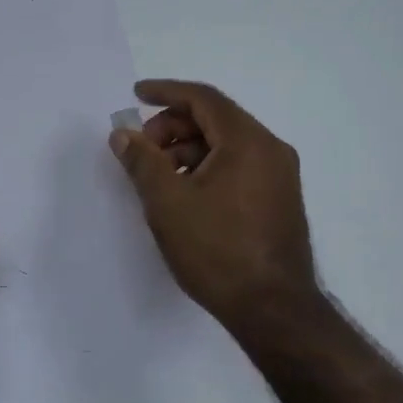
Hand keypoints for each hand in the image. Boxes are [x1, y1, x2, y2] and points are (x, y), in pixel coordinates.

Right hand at [110, 80, 321, 329]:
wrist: (274, 310)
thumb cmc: (217, 250)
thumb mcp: (168, 202)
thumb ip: (142, 161)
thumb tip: (123, 134)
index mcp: (248, 141)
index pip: (203, 98)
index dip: (165, 92)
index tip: (136, 95)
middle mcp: (271, 150)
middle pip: (215, 119)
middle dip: (172, 126)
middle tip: (142, 149)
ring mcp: (280, 176)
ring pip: (226, 144)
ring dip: (188, 149)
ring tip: (158, 177)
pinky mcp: (279, 200)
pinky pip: (238, 166)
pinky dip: (207, 167)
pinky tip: (185, 194)